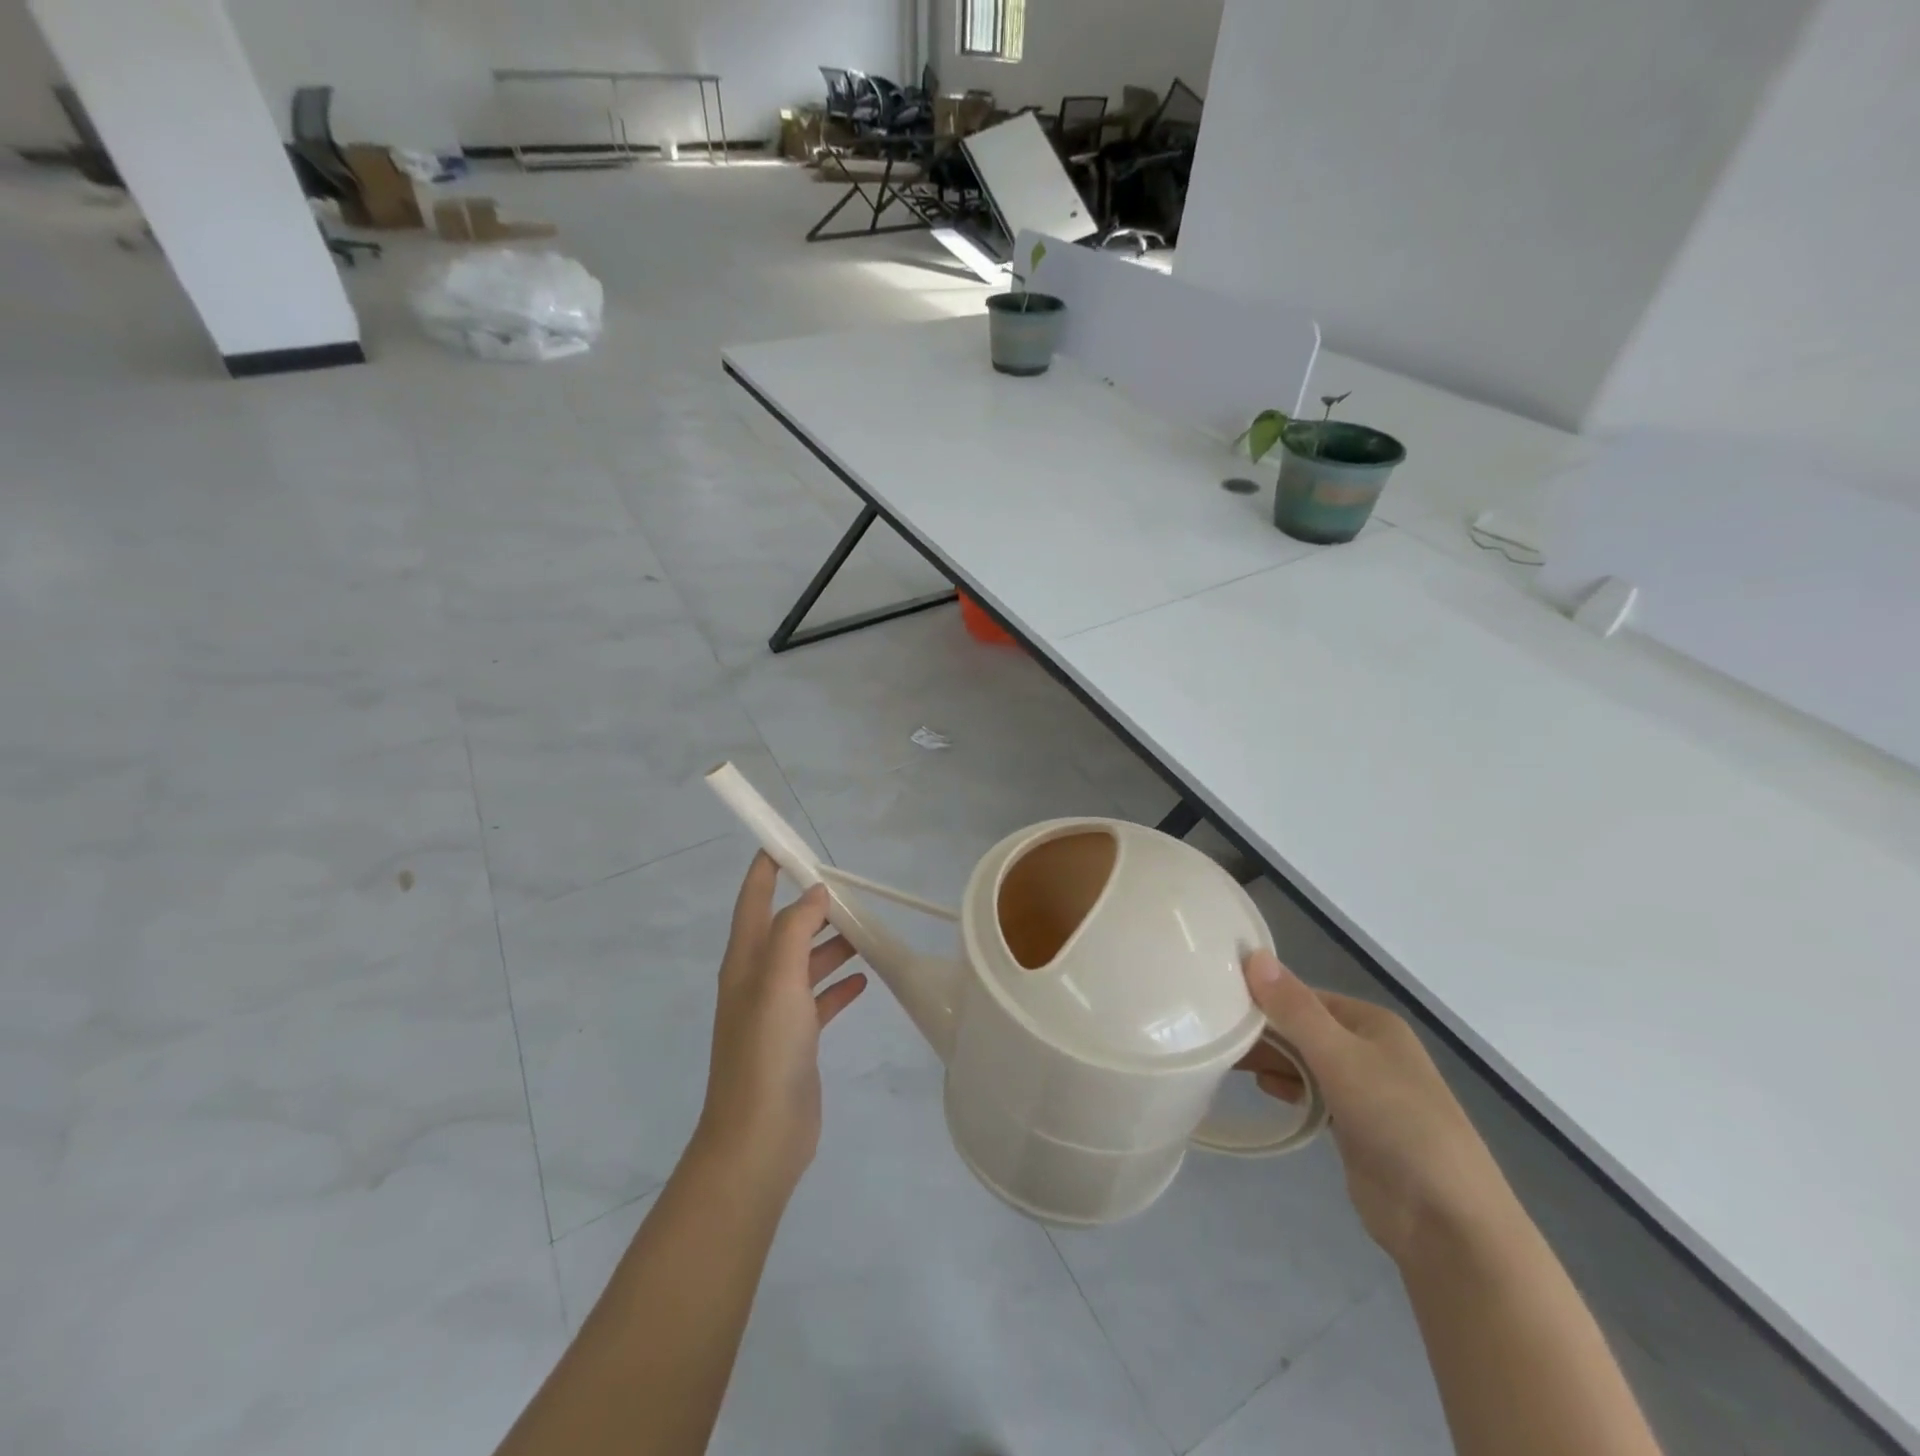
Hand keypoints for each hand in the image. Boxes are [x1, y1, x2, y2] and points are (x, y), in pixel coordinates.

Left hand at [694, 853, 868, 1193]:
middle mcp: (757, 980)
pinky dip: (839, 985)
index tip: (789, 842)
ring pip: (806, 962)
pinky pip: (820, 999)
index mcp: (745, 961)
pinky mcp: (797, 1038)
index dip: (767, 869)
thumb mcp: (779, 979)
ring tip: (866, 931)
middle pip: (785, 928)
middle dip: (812, 906)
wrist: (760, 1137)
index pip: (754, 900)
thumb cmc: (766, 1050)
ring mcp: (776, 1011)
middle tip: (849, 890)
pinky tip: (865, 980)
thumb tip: (814, 892)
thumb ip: (796, 929)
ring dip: (832, 944)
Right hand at [1239, 950, 1518, 1267]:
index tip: (1215, 1003)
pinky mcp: (1355, 1127)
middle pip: (1301, 1028)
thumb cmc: (1397, 1122)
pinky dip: (1287, 1088)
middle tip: (1212, 1035)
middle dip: (1262, 1031)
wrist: (1448, 1221)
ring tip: (1225, 1060)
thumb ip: (1294, 1008)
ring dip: (1270, 1059)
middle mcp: (1368, 1049)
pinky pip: (1311, 1094)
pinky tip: (1263, 1090)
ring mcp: (1364, 1090)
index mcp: (1371, 1022)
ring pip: (1304, 1061)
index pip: (1303, 996)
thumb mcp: (1340, 1057)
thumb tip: (1252, 954)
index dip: (1262, 996)